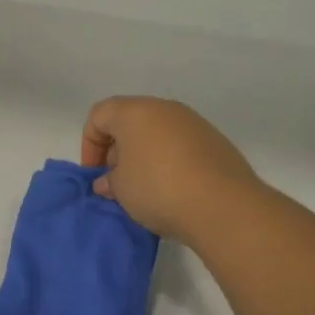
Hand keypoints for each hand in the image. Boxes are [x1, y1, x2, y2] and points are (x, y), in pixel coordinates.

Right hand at [81, 96, 263, 243]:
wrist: (224, 206)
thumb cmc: (158, 189)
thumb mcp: (121, 189)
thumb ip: (109, 181)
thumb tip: (108, 181)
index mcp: (135, 111)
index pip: (99, 115)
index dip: (89, 144)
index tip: (95, 174)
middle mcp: (165, 108)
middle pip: (130, 121)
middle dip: (118, 150)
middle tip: (117, 183)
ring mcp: (194, 123)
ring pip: (158, 133)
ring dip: (144, 156)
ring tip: (145, 189)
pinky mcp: (215, 142)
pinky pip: (181, 146)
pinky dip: (170, 162)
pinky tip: (173, 190)